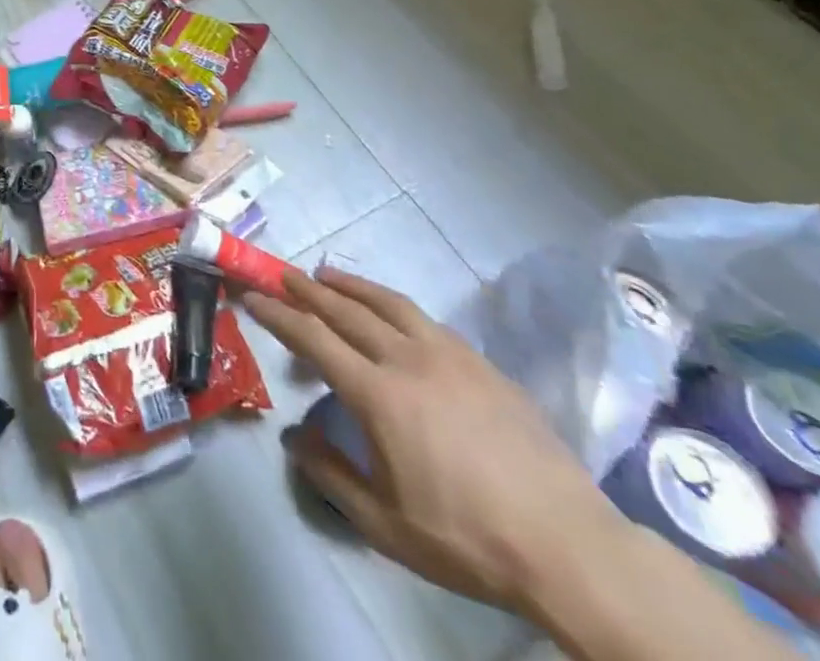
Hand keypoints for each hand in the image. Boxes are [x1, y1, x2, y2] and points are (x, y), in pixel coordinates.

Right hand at [243, 267, 630, 618]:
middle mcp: (407, 360)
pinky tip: (390, 313)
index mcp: (378, 395)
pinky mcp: (480, 363)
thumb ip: (330, 475)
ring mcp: (448, 356)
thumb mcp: (385, 524)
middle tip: (281, 273)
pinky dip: (393, 305)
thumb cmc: (467, 537)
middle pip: (346, 310)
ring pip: (387, 303)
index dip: (278, 314)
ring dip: (350, 285)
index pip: (313, 339)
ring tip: (327, 274)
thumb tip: (293, 436)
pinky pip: (424, 319)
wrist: (567, 545)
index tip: (252, 296)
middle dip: (307, 289)